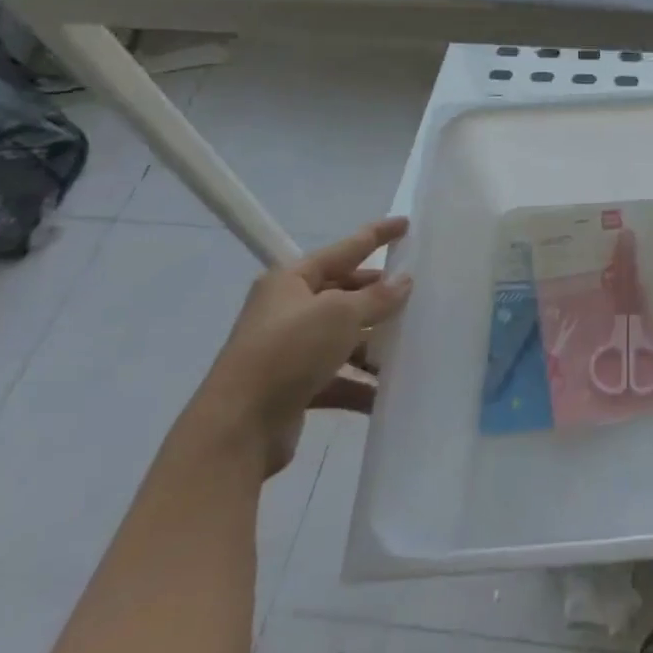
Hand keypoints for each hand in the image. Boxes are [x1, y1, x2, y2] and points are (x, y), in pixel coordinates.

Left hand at [190, 219, 412, 474]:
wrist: (237, 429)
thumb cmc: (289, 352)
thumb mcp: (340, 314)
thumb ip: (377, 296)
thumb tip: (404, 281)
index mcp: (291, 280)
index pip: (344, 248)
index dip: (377, 235)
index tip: (406, 224)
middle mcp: (288, 310)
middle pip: (343, 292)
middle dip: (377, 293)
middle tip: (415, 291)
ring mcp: (289, 349)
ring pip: (342, 336)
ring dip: (373, 341)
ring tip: (410, 341)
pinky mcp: (293, 386)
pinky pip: (337, 376)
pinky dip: (360, 382)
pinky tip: (387, 390)